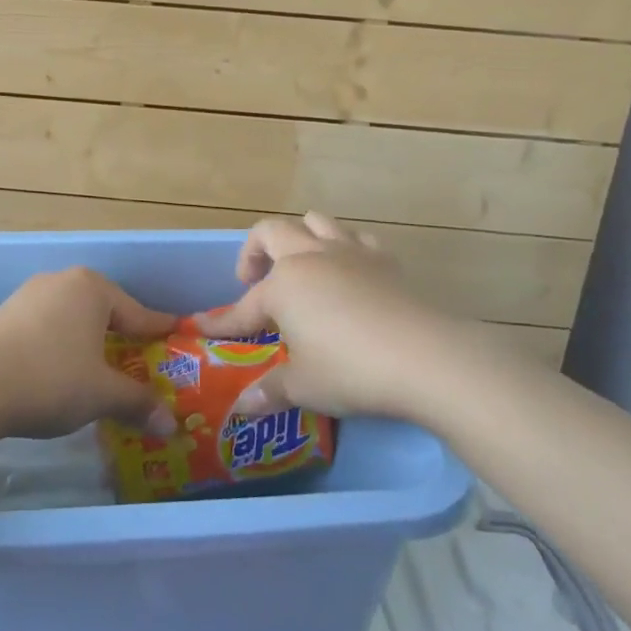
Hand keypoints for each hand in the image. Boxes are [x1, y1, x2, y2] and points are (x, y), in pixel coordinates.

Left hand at [0, 268, 180, 440]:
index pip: (137, 312)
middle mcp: (62, 281)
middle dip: (122, 337)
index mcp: (92, 289)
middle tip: (140, 362)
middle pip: (104, 311)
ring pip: (73, 318)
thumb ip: (138, 403)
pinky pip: (47, 327)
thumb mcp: (102, 394)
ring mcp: (30, 295)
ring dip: (88, 342)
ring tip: (100, 370)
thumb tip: (170, 425)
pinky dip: (61, 346)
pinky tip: (60, 370)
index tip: (176, 336)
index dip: (158, 331)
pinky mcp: (5, 314)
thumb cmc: (51, 378)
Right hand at [194, 213, 489, 421]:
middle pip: (272, 232)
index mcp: (284, 285)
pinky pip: (357, 239)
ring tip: (300, 268)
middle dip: (254, 252)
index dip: (223, 321)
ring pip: (315, 222)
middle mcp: (311, 257)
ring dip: (300, 238)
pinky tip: (349, 275)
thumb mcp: (305, 386)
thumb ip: (271, 391)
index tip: (203, 328)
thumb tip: (243, 408)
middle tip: (254, 282)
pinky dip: (345, 249)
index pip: (244, 306)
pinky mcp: (386, 261)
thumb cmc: (352, 370)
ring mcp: (350, 253)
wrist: (427, 357)